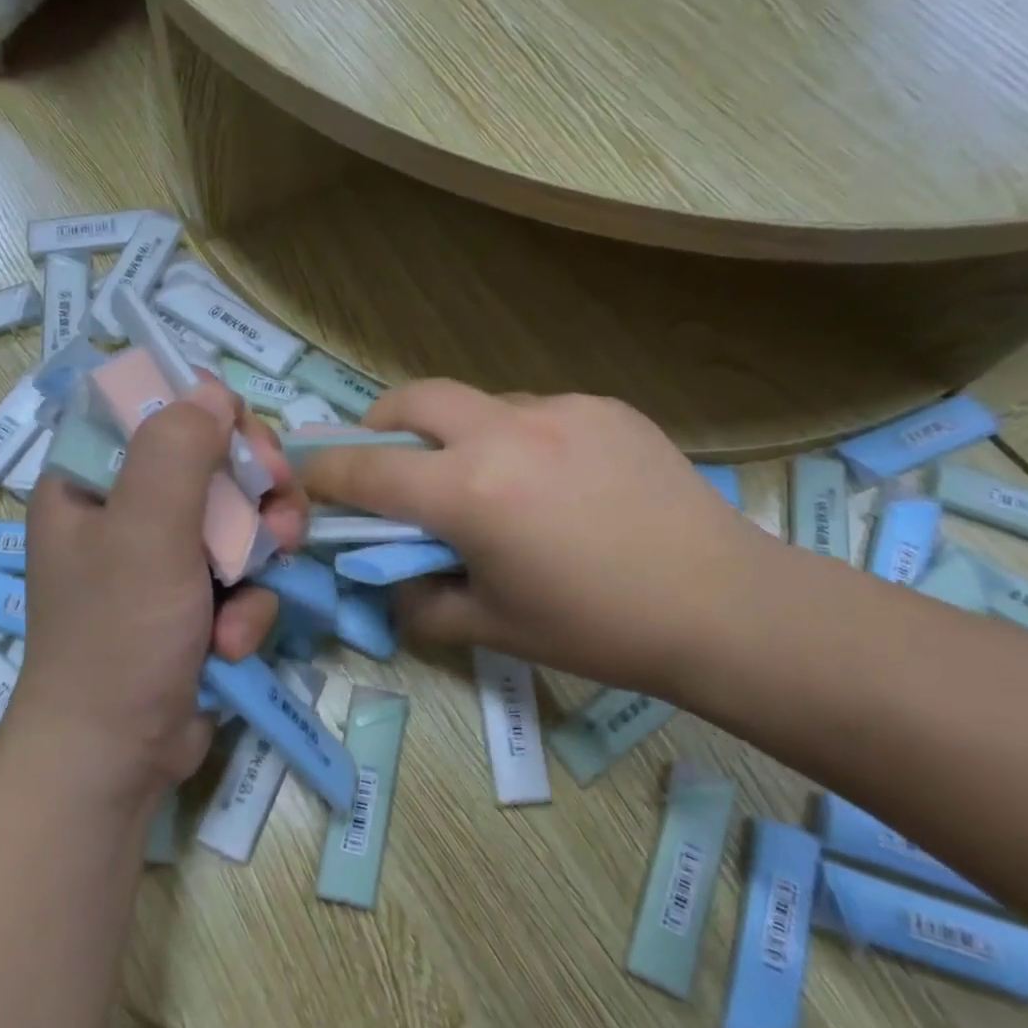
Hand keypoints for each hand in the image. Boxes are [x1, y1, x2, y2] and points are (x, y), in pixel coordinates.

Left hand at [13, 379, 306, 799]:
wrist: (117, 758)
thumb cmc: (118, 636)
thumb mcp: (144, 532)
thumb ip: (176, 452)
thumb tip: (210, 389)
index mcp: (92, 482)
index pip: (153, 412)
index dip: (206, 415)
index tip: (246, 442)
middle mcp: (124, 514)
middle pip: (209, 465)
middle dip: (253, 491)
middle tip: (279, 512)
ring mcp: (161, 562)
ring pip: (237, 521)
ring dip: (260, 552)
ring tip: (262, 580)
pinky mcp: (193, 605)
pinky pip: (240, 578)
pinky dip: (247, 606)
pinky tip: (235, 640)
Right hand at [299, 380, 773, 696]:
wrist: (721, 604)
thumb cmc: (596, 627)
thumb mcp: (491, 627)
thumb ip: (421, 600)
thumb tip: (394, 576)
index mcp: (469, 491)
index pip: (368, 471)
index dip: (325, 471)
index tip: (306, 472)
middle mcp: (505, 432)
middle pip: (413, 399)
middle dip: (381, 424)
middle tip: (386, 459)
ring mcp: (559, 409)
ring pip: (477, 403)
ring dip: (456, 432)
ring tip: (484, 480)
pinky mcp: (604, 406)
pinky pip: (533, 411)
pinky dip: (514, 437)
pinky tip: (549, 481)